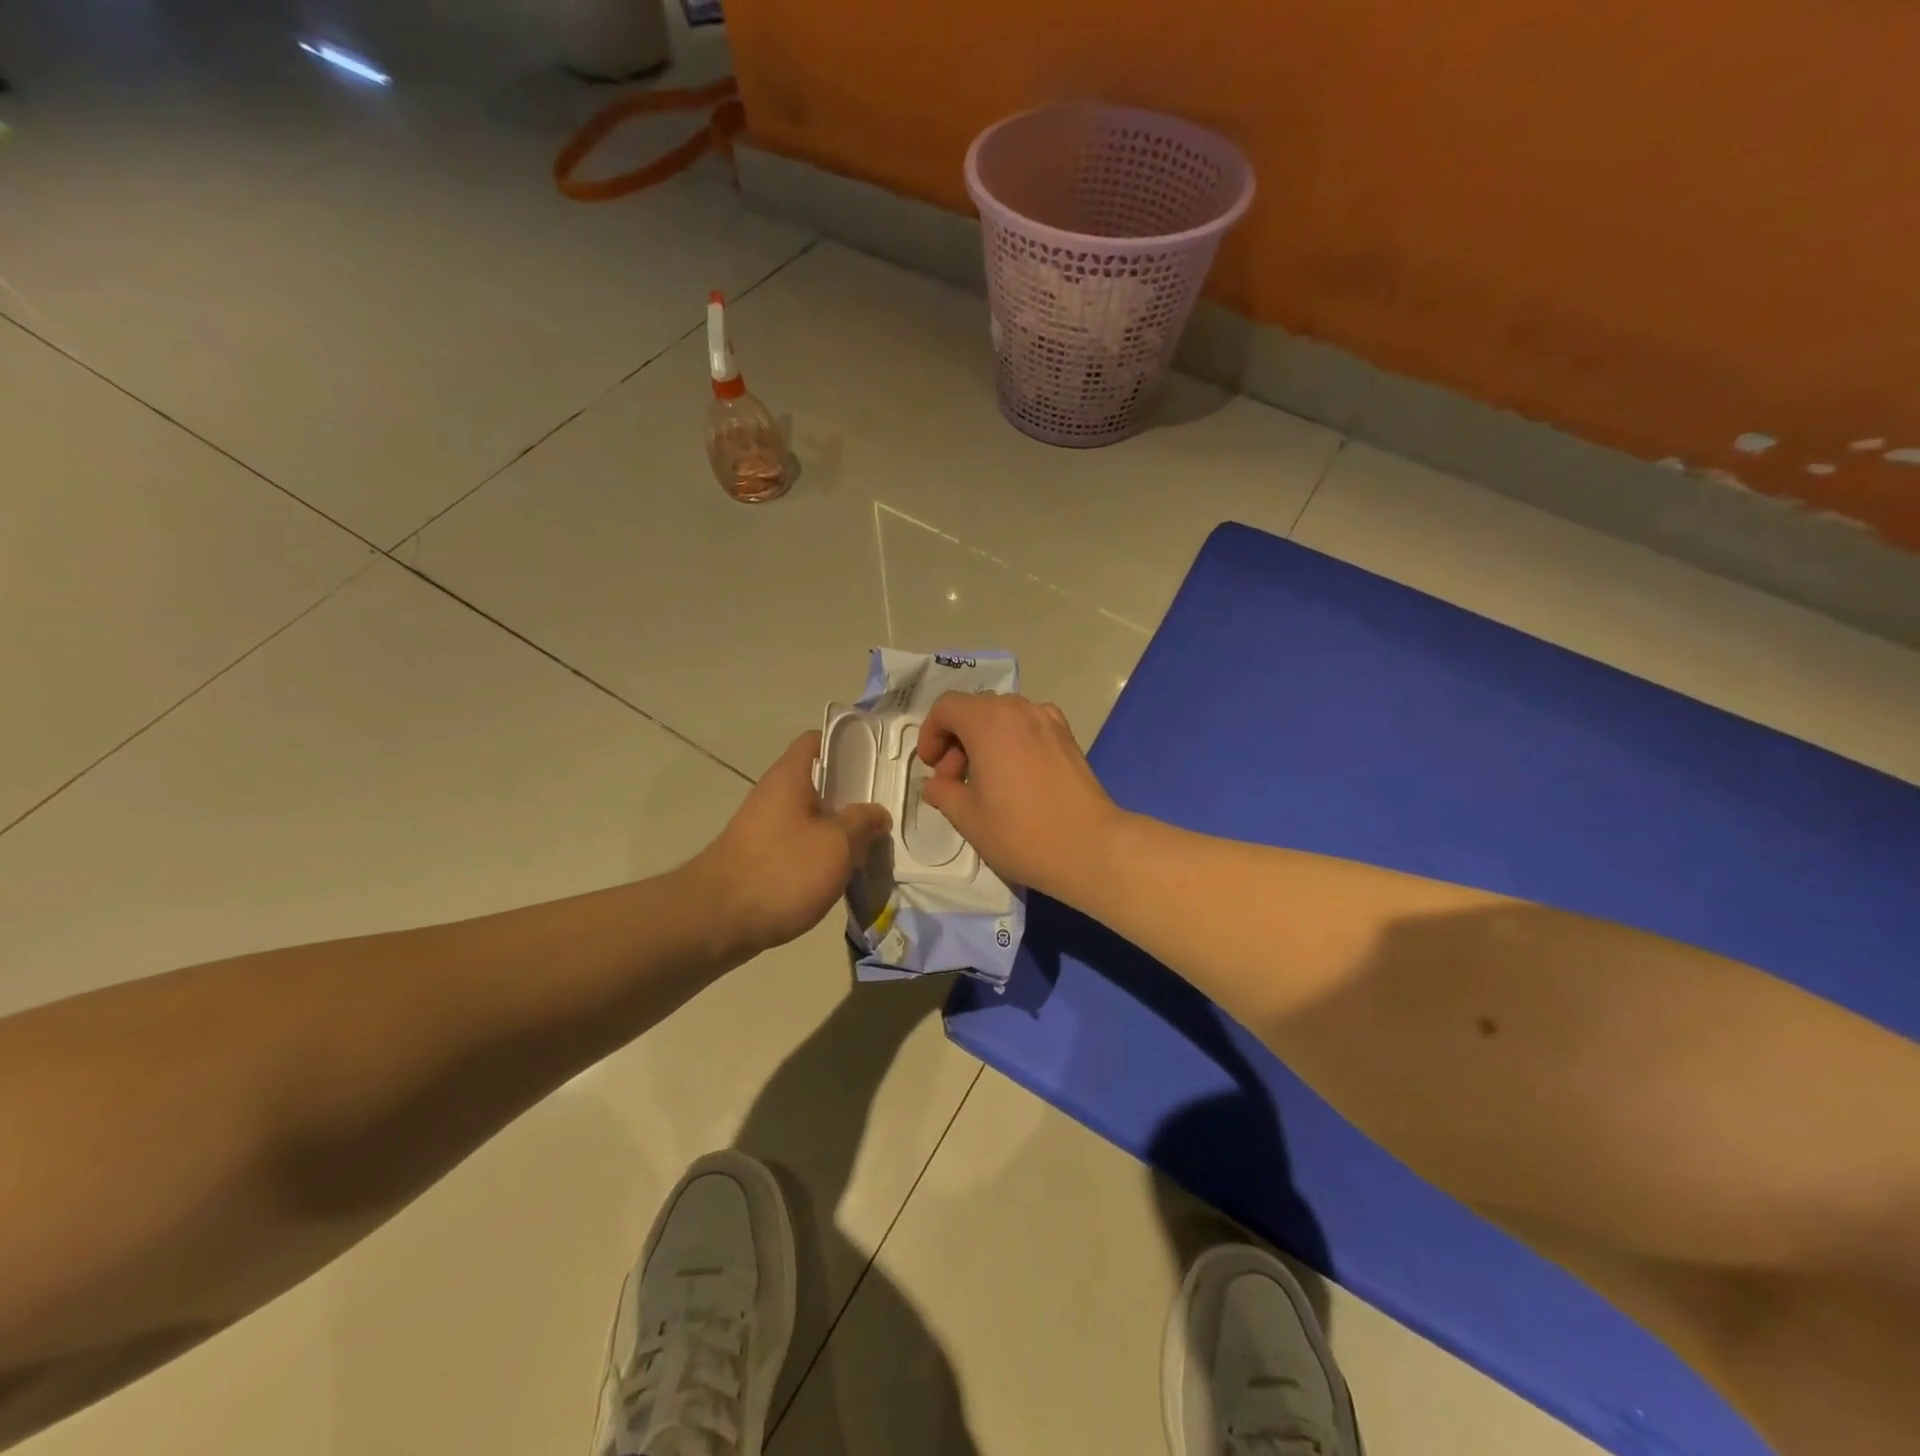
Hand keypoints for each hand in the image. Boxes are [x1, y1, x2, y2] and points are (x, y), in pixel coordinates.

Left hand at [689, 732, 890, 961]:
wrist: (716, 922)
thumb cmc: (781, 871)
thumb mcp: (836, 845)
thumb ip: (862, 823)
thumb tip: (877, 813)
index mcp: (789, 778)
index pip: (816, 740)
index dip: (846, 744)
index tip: (874, 762)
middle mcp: (773, 795)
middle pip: (818, 782)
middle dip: (851, 795)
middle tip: (883, 810)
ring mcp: (763, 828)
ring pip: (810, 817)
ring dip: (838, 829)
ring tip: (870, 845)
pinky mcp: (759, 858)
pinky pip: (798, 844)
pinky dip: (820, 853)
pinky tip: (841, 873)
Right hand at [914, 692, 1121, 902]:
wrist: (1090, 847)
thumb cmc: (1020, 833)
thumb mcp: (967, 817)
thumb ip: (942, 792)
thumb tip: (935, 784)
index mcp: (988, 722)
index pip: (947, 707)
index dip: (931, 734)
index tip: (931, 767)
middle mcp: (1019, 710)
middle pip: (975, 709)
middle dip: (956, 738)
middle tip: (953, 780)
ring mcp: (1048, 721)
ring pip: (1003, 716)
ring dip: (984, 739)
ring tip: (983, 779)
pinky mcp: (1068, 738)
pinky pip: (1029, 726)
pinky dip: (1012, 740)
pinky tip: (1016, 775)